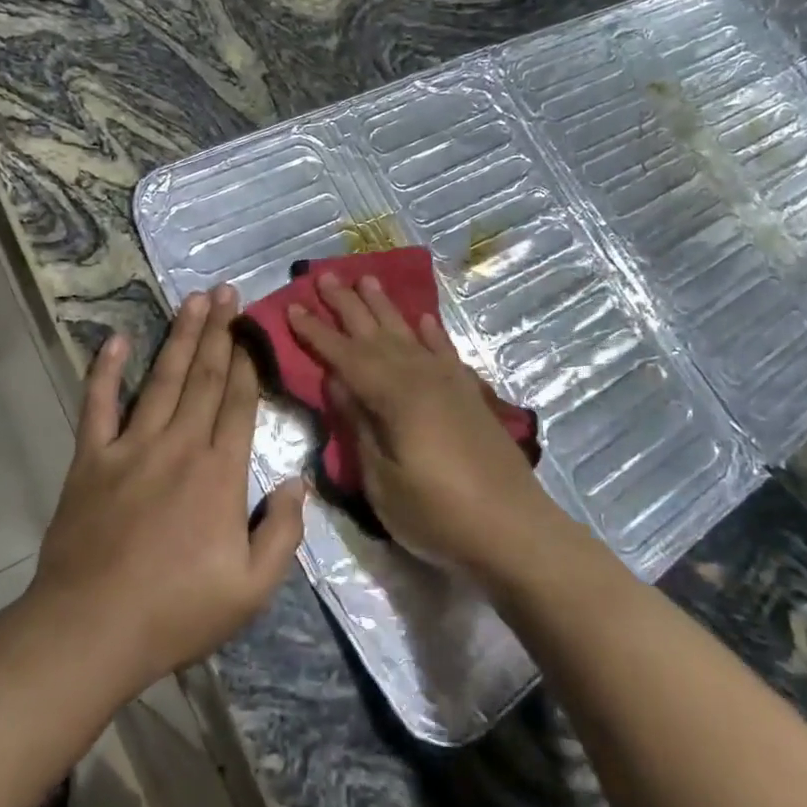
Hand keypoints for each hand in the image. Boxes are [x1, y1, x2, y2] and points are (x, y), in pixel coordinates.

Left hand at [31, 286, 306, 695]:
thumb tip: (298, 482)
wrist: (90, 631)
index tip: (252, 328)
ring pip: (162, 379)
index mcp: (220, 473)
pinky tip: (116, 340)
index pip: (238, 403)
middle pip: (205, 377)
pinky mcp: (91, 459)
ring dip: (180, 337)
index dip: (247, 362)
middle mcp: (179, 446)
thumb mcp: (252, 589)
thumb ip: (283, 532)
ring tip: (194, 300)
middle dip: (219, 332)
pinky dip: (106, 371)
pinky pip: (98, 405)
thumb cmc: (176, 612)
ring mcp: (131, 447)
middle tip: (227, 291)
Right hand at [286, 273, 569, 579]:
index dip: (317, 332)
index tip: (293, 307)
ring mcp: (449, 383)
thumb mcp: (382, 480)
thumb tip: (336, 379)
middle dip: (347, 305)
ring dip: (385, 307)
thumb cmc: (438, 514)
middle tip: (324, 276)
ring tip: (367, 279)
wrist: (514, 530)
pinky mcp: (469, 394)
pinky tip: (422, 319)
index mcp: (394, 396)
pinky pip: (444, 351)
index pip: (345, 356)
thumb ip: (359, 424)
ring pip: (409, 333)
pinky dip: (431, 333)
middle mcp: (421, 377)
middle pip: (376, 333)